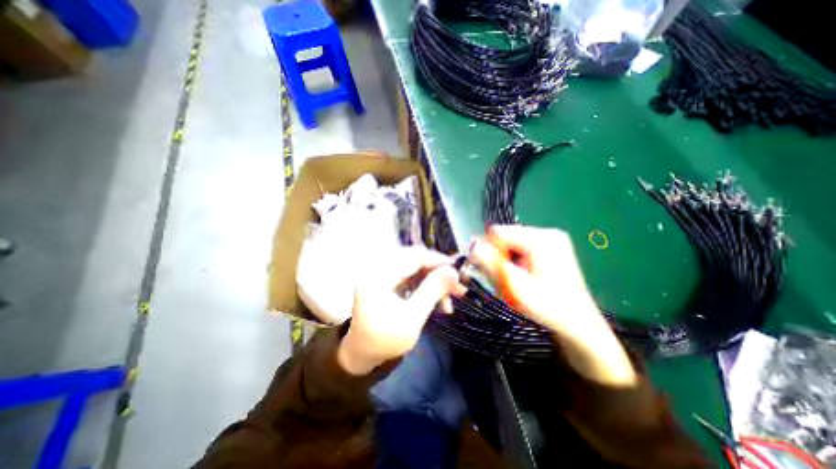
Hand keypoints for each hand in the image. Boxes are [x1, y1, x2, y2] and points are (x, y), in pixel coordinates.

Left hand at [335, 247, 467, 375]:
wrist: (362, 352)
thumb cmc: (383, 340)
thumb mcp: (411, 319)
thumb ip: (432, 292)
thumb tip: (453, 272)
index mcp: (380, 275)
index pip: (415, 255)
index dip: (439, 261)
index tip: (458, 274)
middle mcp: (381, 267)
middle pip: (417, 260)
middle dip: (439, 274)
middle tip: (458, 290)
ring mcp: (384, 273)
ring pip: (418, 268)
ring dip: (435, 281)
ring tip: (449, 302)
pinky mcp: (390, 280)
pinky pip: (413, 276)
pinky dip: (427, 286)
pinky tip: (437, 301)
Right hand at [470, 225, 633, 385]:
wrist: (577, 323)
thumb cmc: (547, 307)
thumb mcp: (514, 286)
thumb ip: (491, 264)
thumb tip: (471, 244)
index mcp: (541, 238)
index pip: (498, 232)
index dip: (485, 248)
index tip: (481, 267)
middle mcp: (547, 233)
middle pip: (506, 236)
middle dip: (497, 255)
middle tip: (499, 277)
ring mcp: (551, 239)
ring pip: (512, 242)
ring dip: (505, 258)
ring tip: (512, 278)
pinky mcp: (551, 246)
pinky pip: (522, 247)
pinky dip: (515, 259)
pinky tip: (521, 275)